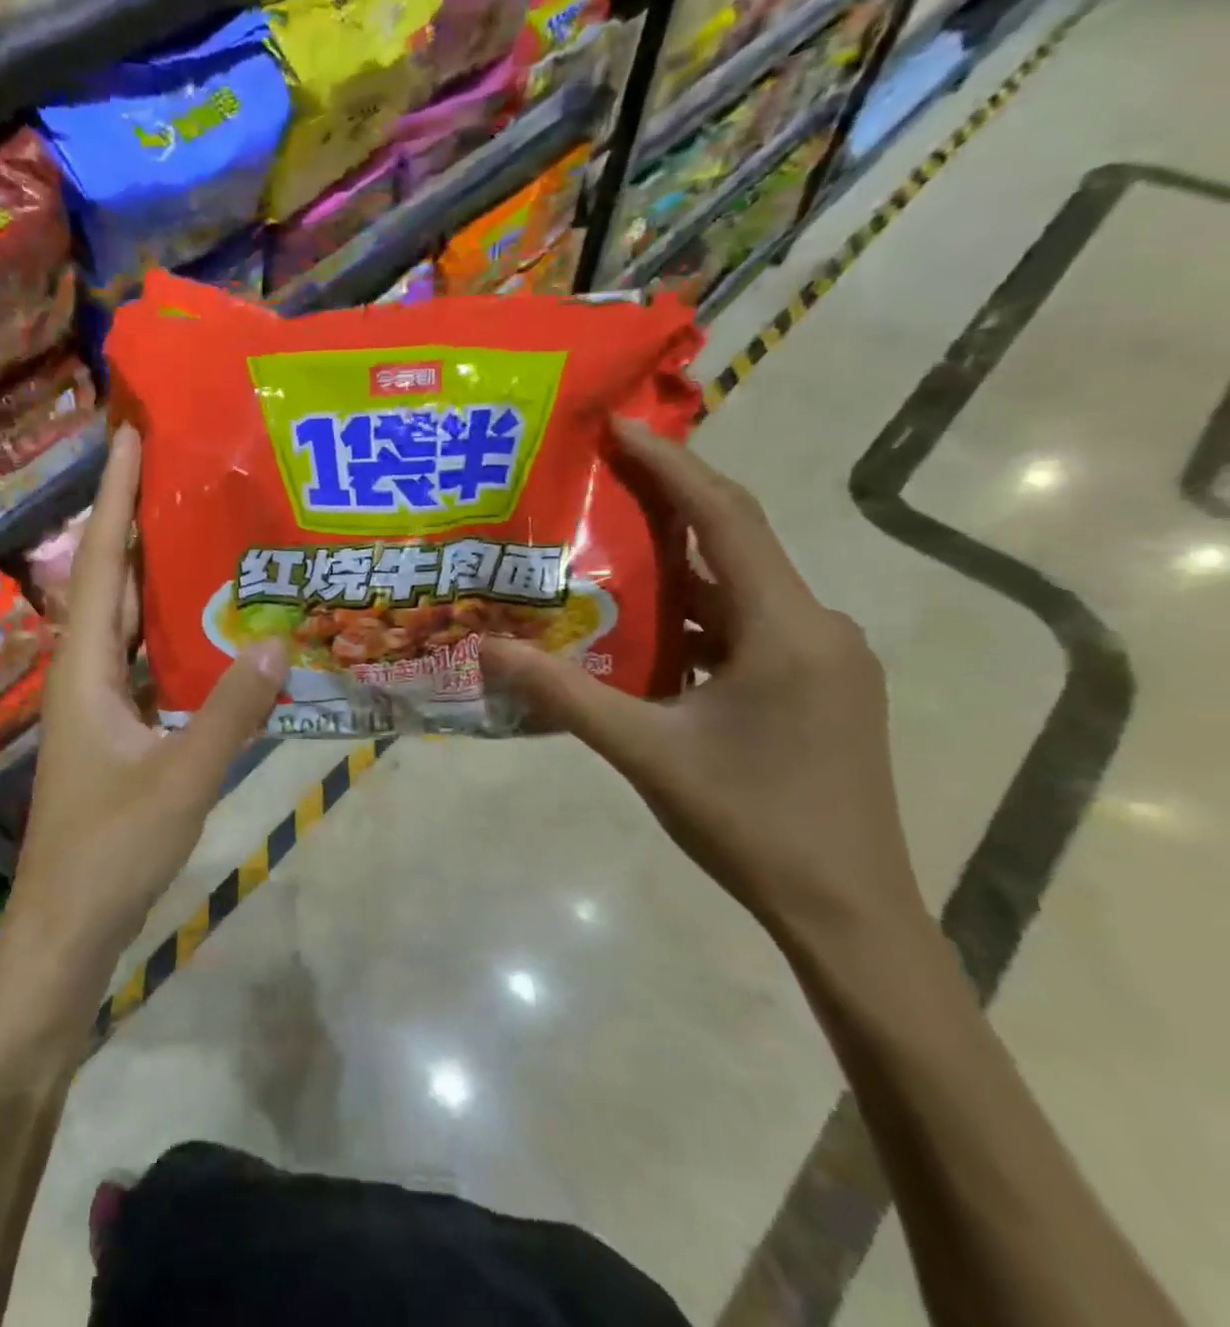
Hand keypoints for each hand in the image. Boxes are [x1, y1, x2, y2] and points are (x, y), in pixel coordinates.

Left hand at [1, 426, 288, 1010]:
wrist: (67, 925)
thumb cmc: (111, 850)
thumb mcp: (181, 778)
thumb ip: (231, 711)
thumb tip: (280, 639)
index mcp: (84, 667)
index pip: (99, 562)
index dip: (112, 497)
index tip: (128, 436)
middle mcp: (84, 671)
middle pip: (110, 579)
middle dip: (135, 519)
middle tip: (180, 468)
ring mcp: (98, 701)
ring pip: (126, 618)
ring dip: (154, 572)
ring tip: (200, 526)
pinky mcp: (117, 728)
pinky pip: (143, 657)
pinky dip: (170, 629)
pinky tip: (210, 622)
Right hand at [482, 419, 925, 950]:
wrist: (848, 912)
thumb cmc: (750, 823)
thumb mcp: (645, 752)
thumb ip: (565, 695)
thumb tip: (489, 651)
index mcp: (785, 629)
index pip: (725, 519)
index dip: (672, 465)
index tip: (621, 426)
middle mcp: (816, 627)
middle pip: (735, 543)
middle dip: (669, 503)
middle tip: (601, 476)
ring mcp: (823, 659)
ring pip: (740, 589)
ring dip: (679, 566)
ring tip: (609, 548)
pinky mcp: (818, 687)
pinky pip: (748, 627)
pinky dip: (697, 615)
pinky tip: (649, 631)